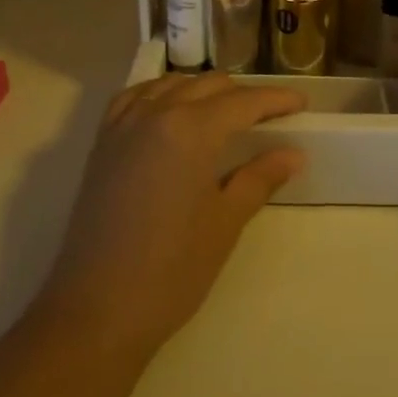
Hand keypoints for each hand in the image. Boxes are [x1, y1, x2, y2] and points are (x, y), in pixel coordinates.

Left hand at [39, 73, 305, 360]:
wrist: (96, 310)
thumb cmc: (172, 269)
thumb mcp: (225, 222)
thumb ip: (260, 178)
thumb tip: (293, 154)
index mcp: (191, 130)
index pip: (243, 101)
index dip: (276, 100)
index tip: (301, 103)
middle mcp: (155, 114)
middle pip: (207, 86)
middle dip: (242, 94)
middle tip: (269, 116)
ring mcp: (122, 127)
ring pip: (170, 85)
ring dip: (202, 90)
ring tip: (225, 112)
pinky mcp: (101, 145)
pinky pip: (134, 98)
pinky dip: (160, 94)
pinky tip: (170, 111)